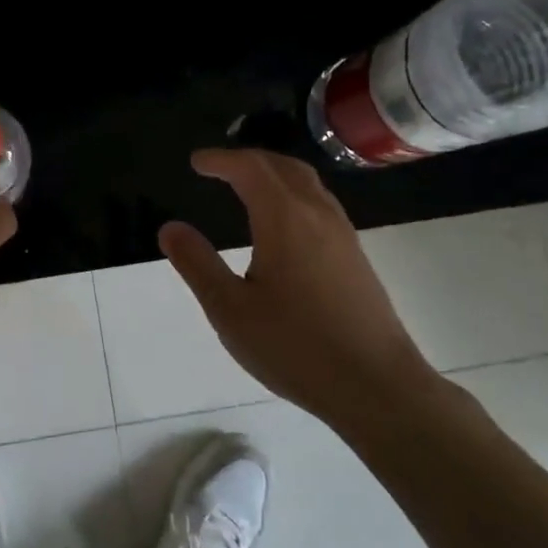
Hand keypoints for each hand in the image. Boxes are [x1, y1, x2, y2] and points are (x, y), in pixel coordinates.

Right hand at [158, 149, 439, 426]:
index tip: (196, 162)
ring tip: (248, 186)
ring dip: (274, 173)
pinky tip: (284, 224)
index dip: (221, 160)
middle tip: (219, 168)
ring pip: (307, 183)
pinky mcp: (356, 257)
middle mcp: (317, 215)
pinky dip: (293, 194)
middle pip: (283, 167)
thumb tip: (170, 228)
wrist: (377, 388)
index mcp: (284, 219)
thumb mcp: (230, 310)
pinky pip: (320, 204)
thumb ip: (197, 264)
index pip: (250, 168)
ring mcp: (343, 235)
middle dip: (248, 159)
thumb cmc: (296, 347)